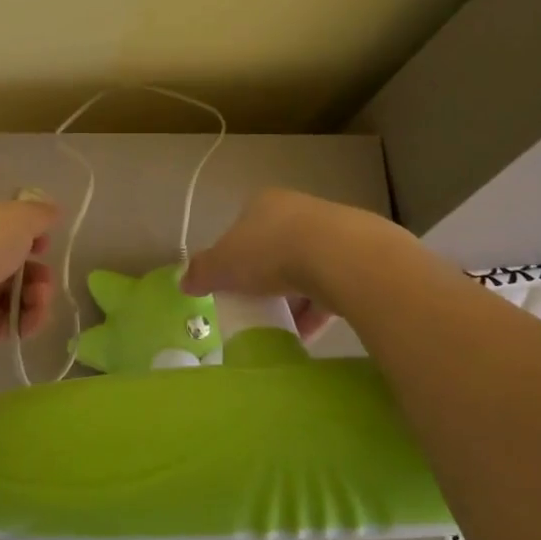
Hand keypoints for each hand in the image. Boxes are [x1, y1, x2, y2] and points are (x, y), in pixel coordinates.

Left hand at [0, 196, 58, 353]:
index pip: (7, 228)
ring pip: (14, 294)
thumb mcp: (20, 216)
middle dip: (38, 273)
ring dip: (36, 298)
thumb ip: (40, 214)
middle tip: (44, 281)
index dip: (31, 237)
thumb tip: (54, 211)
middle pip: (14, 265)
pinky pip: (6, 322)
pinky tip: (30, 322)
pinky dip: (24, 322)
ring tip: (38, 302)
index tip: (46, 245)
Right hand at [183, 188, 379, 338]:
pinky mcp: (356, 258)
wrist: (341, 257)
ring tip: (283, 329)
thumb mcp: (224, 264)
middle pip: (274, 249)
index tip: (231, 287)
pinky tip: (309, 335)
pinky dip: (318, 311)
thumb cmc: (271, 252)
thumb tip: (183, 282)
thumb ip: (202, 272)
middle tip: (256, 309)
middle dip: (265, 281)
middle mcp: (297, 210)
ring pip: (304, 269)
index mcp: (263, 203)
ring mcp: (331, 232)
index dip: (233, 258)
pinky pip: (331, 287)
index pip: (242, 229)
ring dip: (293, 299)